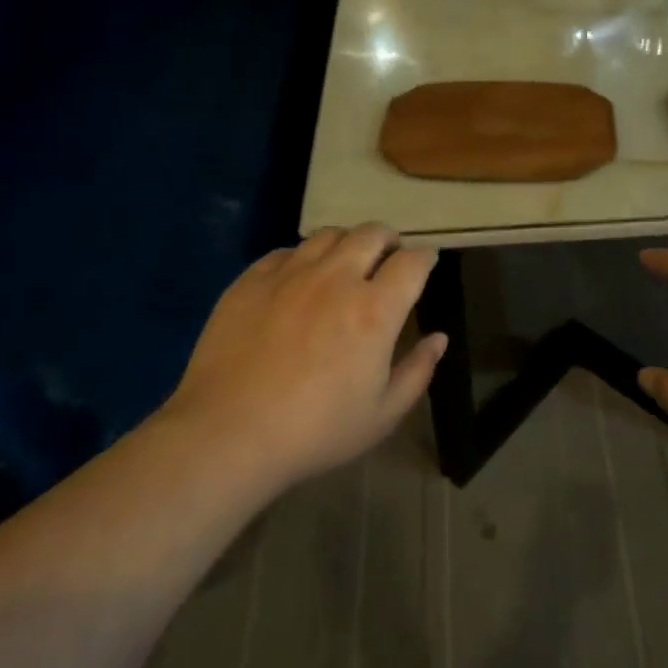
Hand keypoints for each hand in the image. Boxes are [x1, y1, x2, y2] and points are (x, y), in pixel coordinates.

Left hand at [163, 224, 446, 489]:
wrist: (228, 433)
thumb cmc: (315, 431)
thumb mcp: (382, 415)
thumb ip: (417, 371)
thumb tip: (439, 338)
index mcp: (374, 310)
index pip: (412, 262)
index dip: (426, 257)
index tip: (426, 263)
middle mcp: (336, 278)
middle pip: (372, 233)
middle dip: (389, 240)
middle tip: (388, 258)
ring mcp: (290, 274)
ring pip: (329, 235)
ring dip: (348, 243)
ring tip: (345, 263)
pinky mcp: (252, 279)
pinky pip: (287, 251)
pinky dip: (304, 258)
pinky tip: (299, 280)